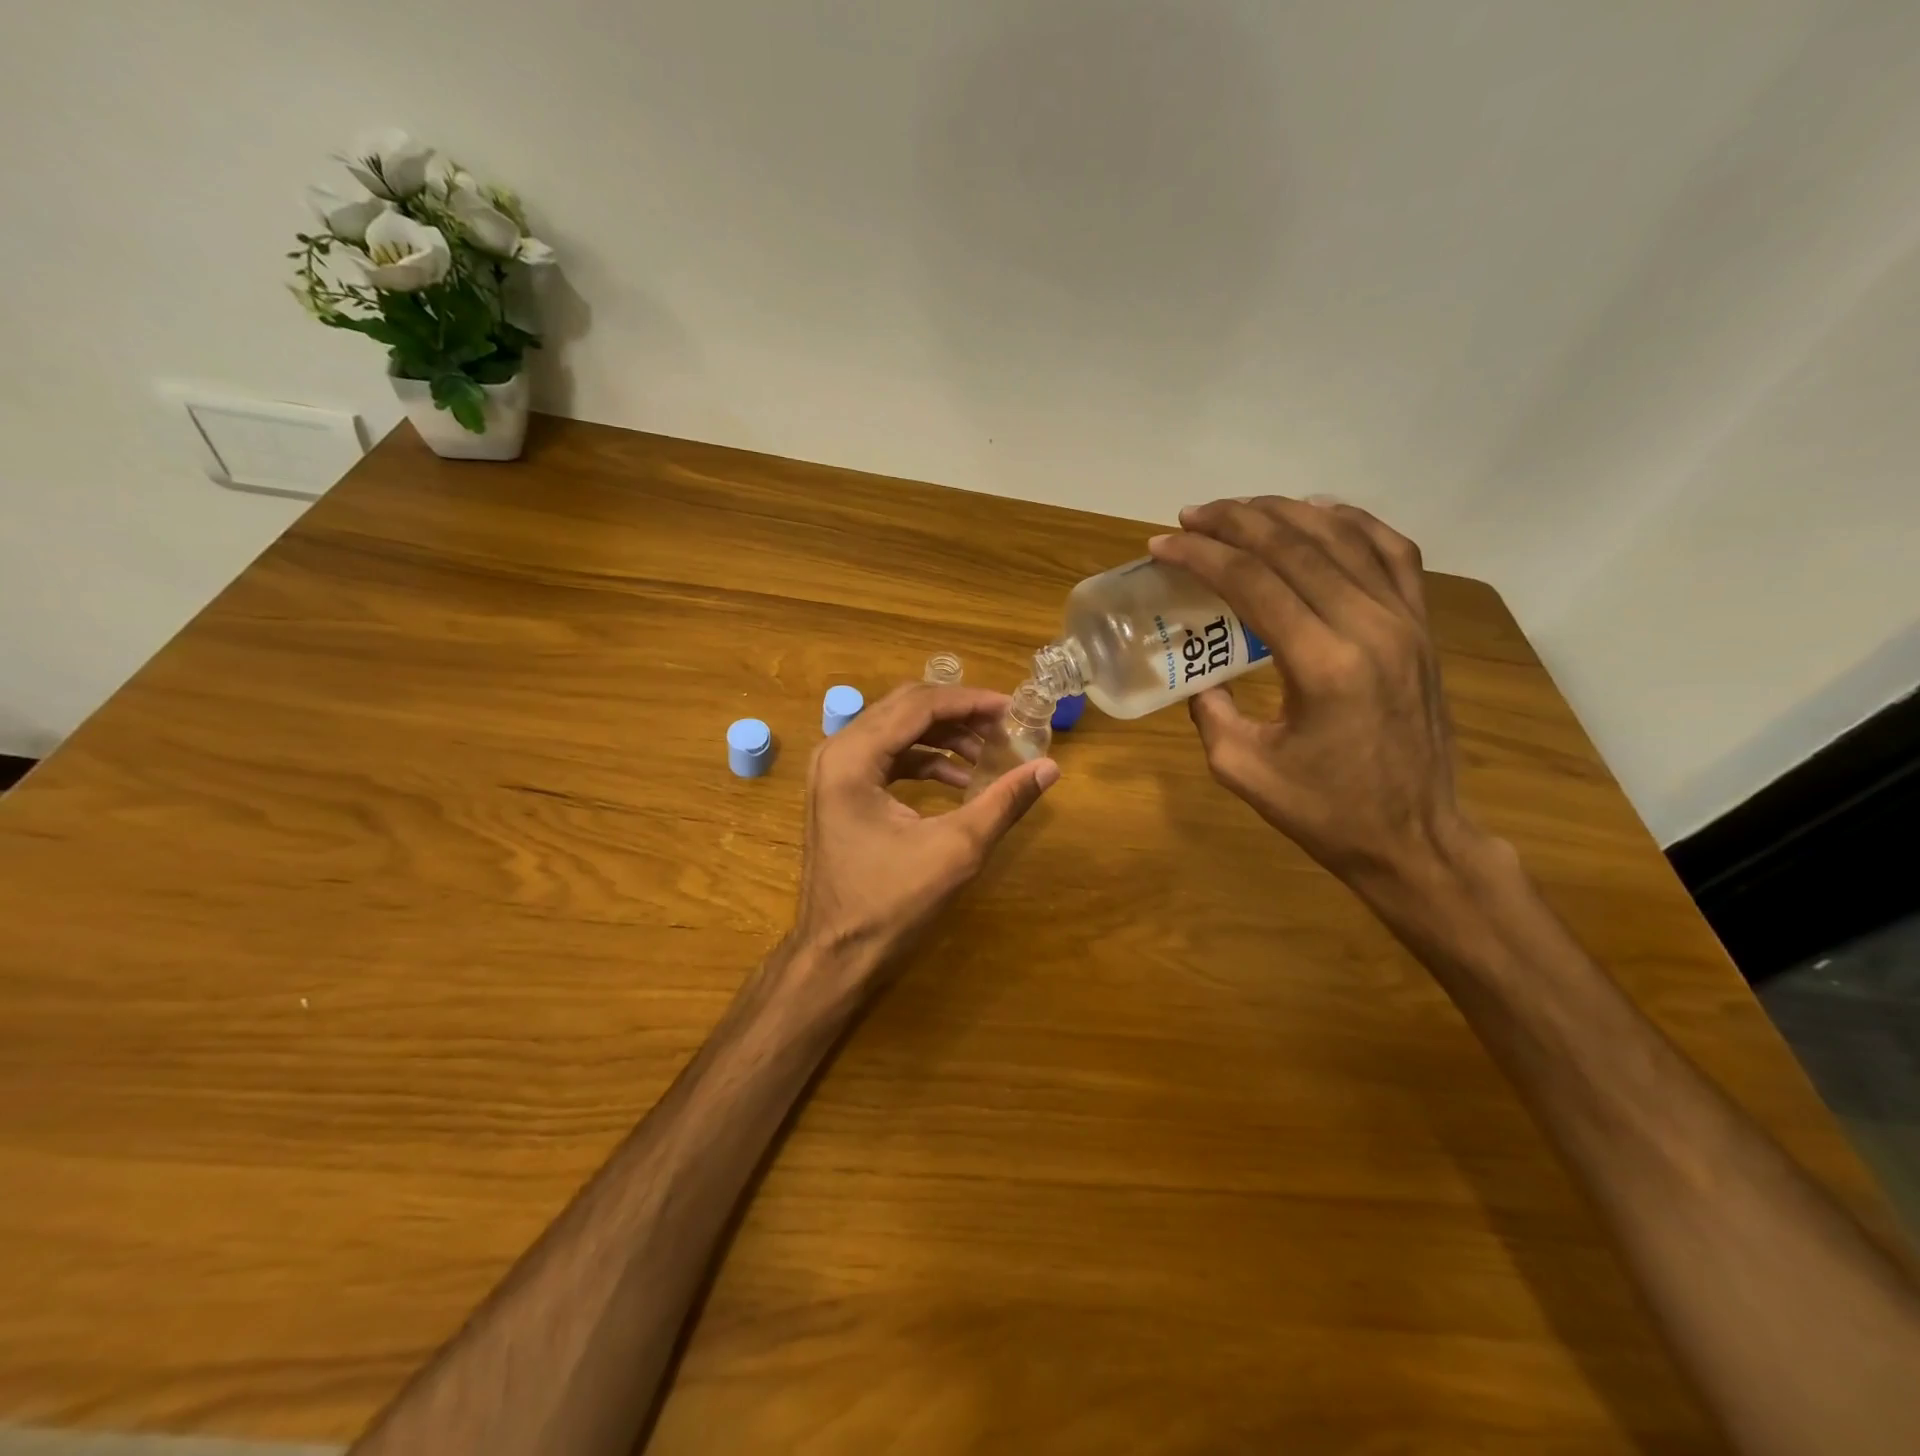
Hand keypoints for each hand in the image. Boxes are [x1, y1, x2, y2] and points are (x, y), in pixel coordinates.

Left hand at [785, 682, 1058, 1002]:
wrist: (836, 956)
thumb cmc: (890, 904)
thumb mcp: (956, 849)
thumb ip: (1003, 802)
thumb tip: (1049, 768)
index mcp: (853, 757)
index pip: (918, 705)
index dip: (970, 702)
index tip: (1013, 708)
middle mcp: (836, 752)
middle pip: (904, 709)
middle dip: (958, 714)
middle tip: (1004, 725)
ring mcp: (834, 772)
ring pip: (897, 731)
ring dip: (944, 737)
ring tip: (989, 752)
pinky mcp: (841, 792)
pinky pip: (888, 758)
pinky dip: (925, 761)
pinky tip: (960, 780)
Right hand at [1148, 497, 1468, 886]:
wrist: (1415, 838)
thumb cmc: (1325, 812)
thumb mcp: (1242, 769)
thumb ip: (1210, 712)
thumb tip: (1200, 676)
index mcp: (1322, 665)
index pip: (1253, 582)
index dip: (1201, 555)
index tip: (1162, 544)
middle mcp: (1369, 627)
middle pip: (1296, 545)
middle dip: (1235, 521)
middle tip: (1190, 516)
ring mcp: (1405, 621)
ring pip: (1344, 536)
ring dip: (1285, 513)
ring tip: (1240, 510)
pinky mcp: (1422, 627)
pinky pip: (1392, 552)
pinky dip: (1352, 523)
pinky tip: (1319, 515)